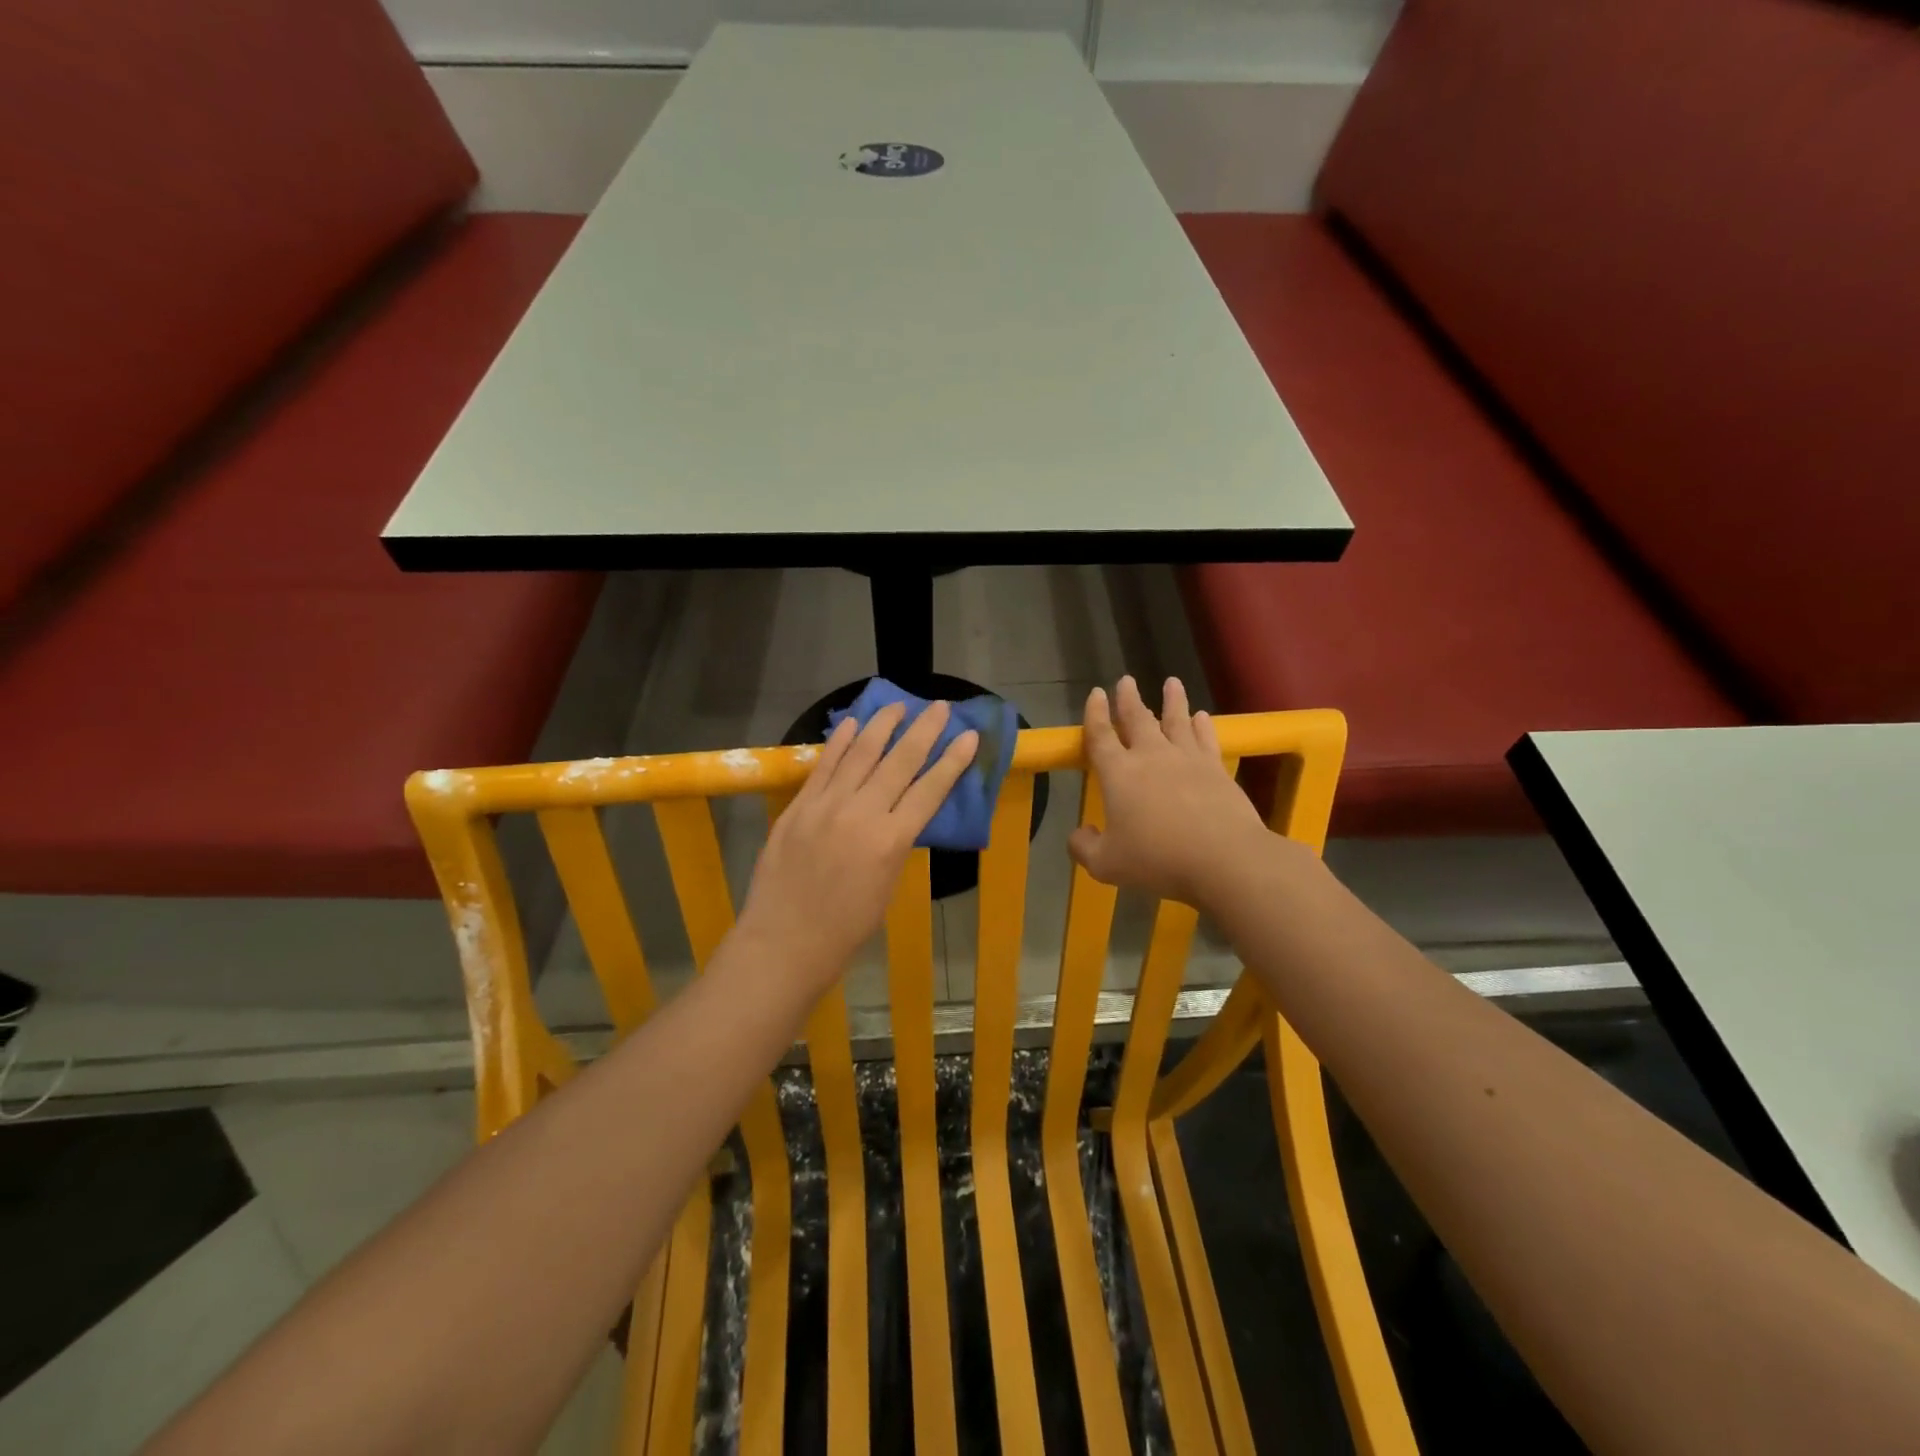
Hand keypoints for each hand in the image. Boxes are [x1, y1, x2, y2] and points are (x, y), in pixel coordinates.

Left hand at [736, 701, 977, 998]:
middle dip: (924, 730)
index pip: (930, 790)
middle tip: (939, 707)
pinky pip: (824, 766)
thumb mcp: (887, 886)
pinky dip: (839, 742)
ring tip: (898, 705)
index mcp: (891, 841)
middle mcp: (862, 813)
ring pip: (860, 753)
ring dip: (882, 725)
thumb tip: (900, 814)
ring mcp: (826, 805)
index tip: (969, 735)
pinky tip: (851, 723)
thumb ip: (894, 844)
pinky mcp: (799, 806)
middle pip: (900, 761)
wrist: (784, 942)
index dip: (953, 761)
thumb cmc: (845, 929)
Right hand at [1068, 676, 1273, 909]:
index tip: (1095, 694)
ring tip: (1172, 682)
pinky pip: (1206, 739)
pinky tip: (1202, 717)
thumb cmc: (1157, 860)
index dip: (1094, 714)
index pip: (1100, 736)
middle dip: (1129, 699)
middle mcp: (1151, 756)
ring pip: (1176, 721)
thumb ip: (1084, 847)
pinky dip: (1202, 726)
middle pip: (1137, 719)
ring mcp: (1187, 759)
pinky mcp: (1216, 769)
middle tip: (1126, 680)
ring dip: (1172, 701)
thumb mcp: (1106, 864)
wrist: (1223, 859)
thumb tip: (1079, 833)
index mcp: (1119, 774)